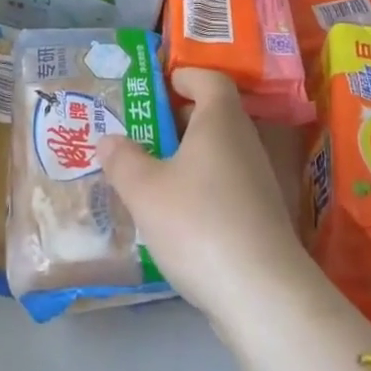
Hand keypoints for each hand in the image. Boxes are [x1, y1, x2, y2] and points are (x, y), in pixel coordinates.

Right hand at [96, 68, 318, 327]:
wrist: (263, 295)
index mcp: (220, 118)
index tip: (155, 87)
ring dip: (187, 158)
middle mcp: (244, 140)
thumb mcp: (145, 190)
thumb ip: (122, 160)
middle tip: (141, 134)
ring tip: (151, 176)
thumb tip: (107, 139)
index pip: (208, 77)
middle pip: (212, 114)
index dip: (183, 76)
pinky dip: (202, 189)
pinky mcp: (263, 216)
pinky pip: (227, 185)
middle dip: (176, 120)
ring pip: (218, 153)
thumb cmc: (199, 223)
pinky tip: (177, 217)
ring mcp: (259, 180)